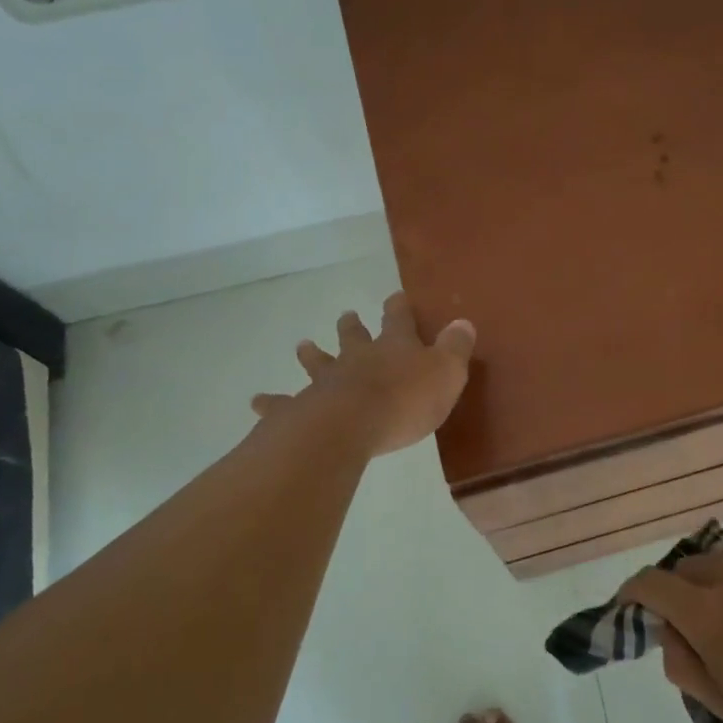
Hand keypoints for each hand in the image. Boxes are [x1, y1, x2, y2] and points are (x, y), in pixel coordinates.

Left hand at [251, 292, 475, 456]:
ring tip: (303, 346)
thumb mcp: (446, 373)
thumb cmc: (406, 400)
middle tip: (346, 316)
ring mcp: (327, 381)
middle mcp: (358, 357)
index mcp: (394, 347)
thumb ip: (455, 348)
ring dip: (312, 354)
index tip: (395, 296)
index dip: (399, 308)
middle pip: (353, 337)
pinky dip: (272, 402)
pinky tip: (257, 401)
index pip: (398, 319)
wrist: (350, 425)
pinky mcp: (303, 408)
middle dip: (352, 327)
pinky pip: (284, 403)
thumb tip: (464, 322)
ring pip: (318, 362)